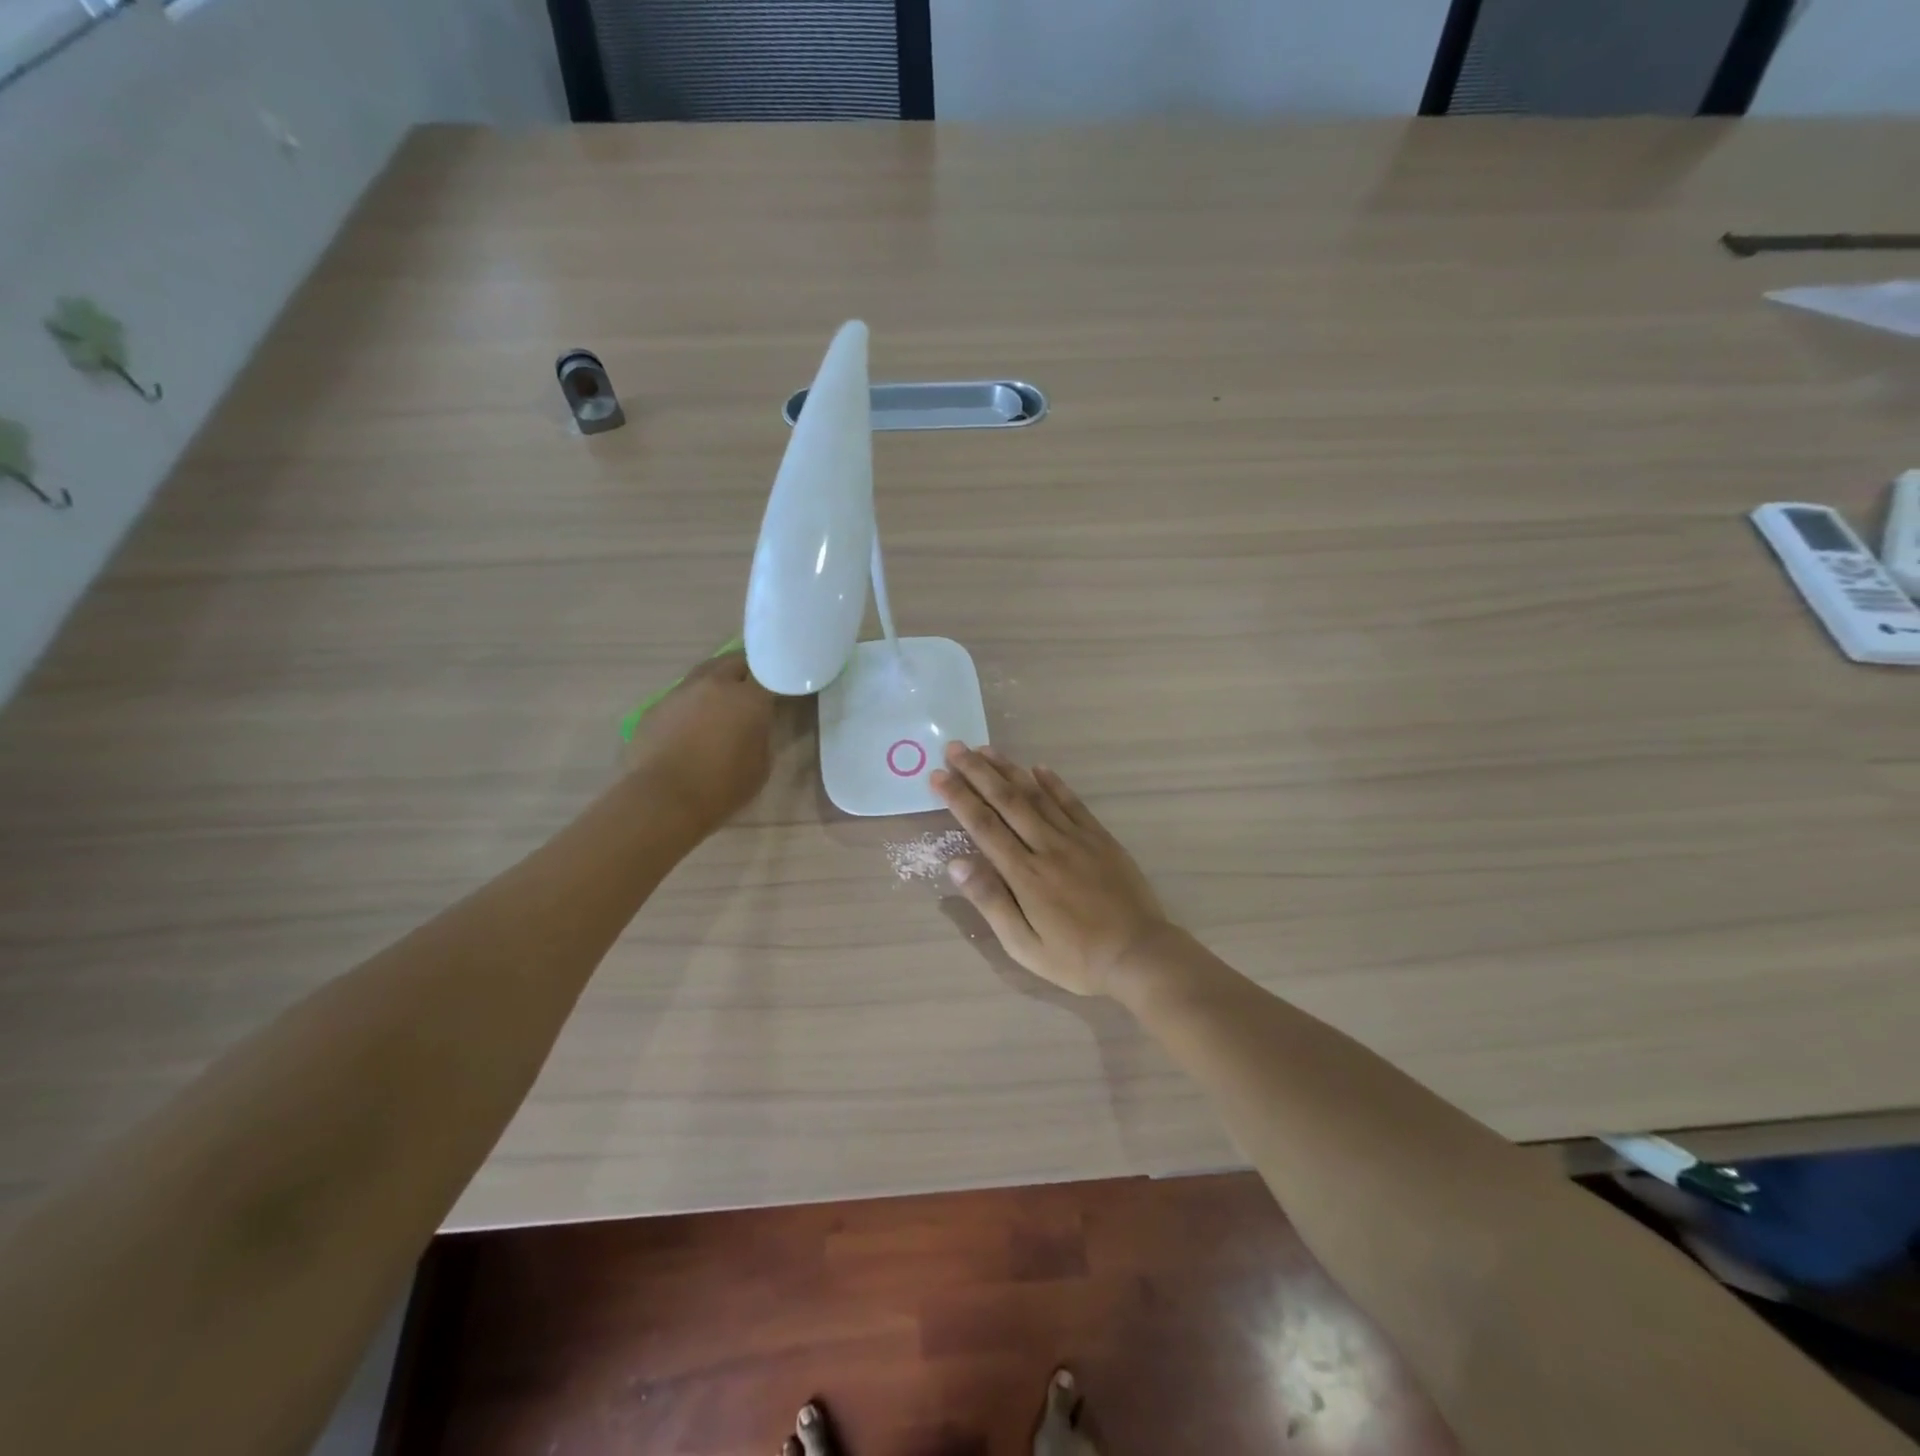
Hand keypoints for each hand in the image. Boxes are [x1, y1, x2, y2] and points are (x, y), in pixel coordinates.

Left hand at [625, 652, 775, 833]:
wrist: (664, 799)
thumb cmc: (723, 787)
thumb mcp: (761, 764)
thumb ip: (761, 734)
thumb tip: (755, 723)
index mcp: (748, 698)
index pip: (768, 672)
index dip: (774, 679)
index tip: (776, 691)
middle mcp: (715, 684)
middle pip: (734, 661)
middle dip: (745, 672)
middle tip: (750, 691)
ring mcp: (681, 692)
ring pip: (705, 673)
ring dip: (716, 683)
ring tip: (718, 705)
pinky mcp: (656, 706)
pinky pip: (681, 695)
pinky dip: (691, 703)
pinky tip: (691, 725)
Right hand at [930, 742, 1173, 995]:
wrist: (1139, 955)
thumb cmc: (1075, 958)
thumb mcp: (1024, 945)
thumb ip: (991, 901)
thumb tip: (956, 863)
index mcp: (1024, 874)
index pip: (983, 826)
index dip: (958, 797)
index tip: (938, 775)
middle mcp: (1047, 847)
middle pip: (1006, 800)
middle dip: (977, 772)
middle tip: (954, 747)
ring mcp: (1077, 838)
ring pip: (1036, 795)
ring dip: (1009, 770)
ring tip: (985, 749)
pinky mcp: (1100, 838)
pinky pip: (1072, 803)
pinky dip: (1053, 783)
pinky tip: (1037, 768)